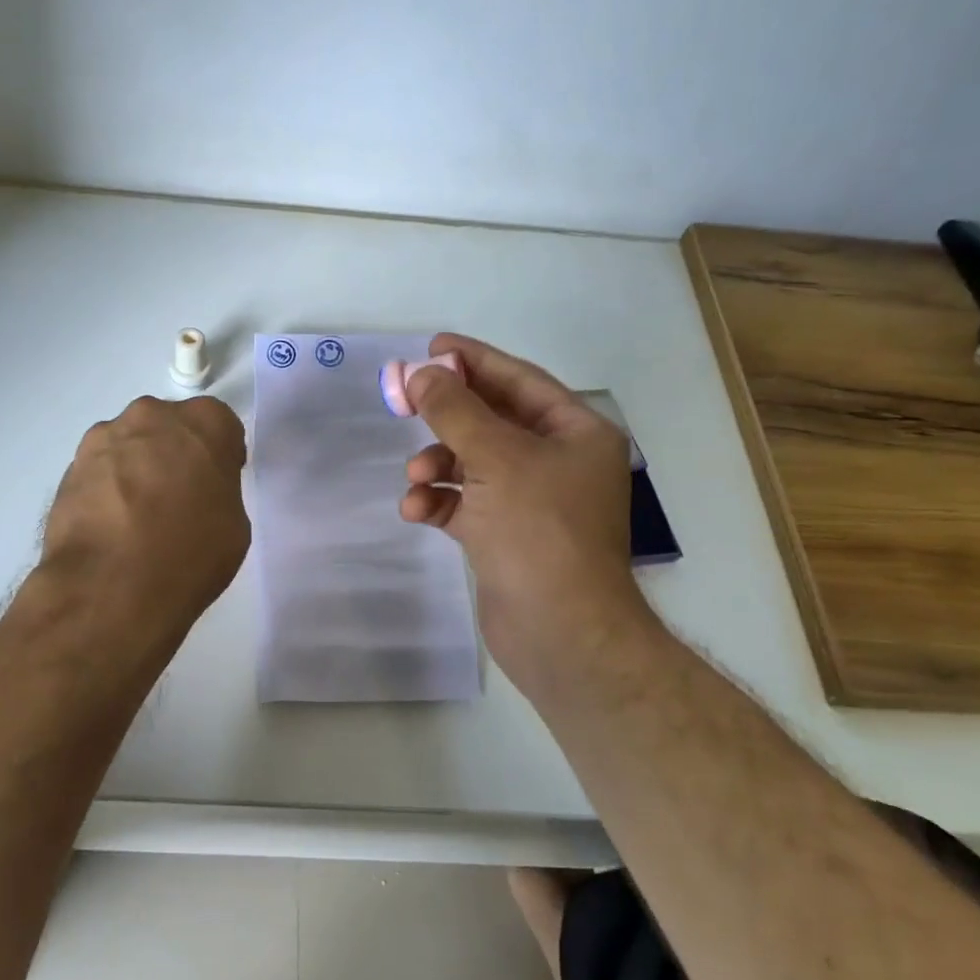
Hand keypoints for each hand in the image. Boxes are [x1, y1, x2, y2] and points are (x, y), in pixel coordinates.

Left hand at [41, 395, 250, 627]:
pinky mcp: (71, 466)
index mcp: (204, 421)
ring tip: (138, 519)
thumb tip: (197, 493)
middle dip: (175, 454)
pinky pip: (101, 471)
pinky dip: (108, 490)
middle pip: (170, 427)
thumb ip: (219, 490)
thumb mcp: (235, 524)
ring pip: (131, 446)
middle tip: (178, 499)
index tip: (217, 485)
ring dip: (138, 469)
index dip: (221, 456)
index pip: (220, 425)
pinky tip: (112, 527)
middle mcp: (152, 415)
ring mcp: (105, 438)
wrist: (111, 585)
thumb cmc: (190, 552)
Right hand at [400, 334, 662, 704]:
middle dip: (447, 415)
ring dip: (438, 464)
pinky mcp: (505, 535)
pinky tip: (417, 511)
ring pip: (474, 463)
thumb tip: (420, 373)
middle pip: (493, 421)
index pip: (520, 381)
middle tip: (403, 400)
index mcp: (576, 434)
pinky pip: (466, 503)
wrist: (559, 632)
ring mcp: (531, 501)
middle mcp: (558, 462)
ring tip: (415, 477)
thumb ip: (454, 410)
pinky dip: (440, 502)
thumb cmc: (539, 531)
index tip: (432, 347)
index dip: (475, 361)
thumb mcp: (496, 459)